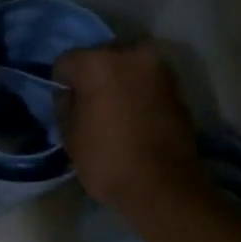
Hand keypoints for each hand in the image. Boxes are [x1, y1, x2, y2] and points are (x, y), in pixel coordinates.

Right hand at [52, 43, 200, 213]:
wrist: (164, 185)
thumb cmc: (108, 160)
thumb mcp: (71, 137)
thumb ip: (66, 106)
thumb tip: (71, 95)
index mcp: (98, 63)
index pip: (67, 61)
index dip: (62, 81)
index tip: (65, 101)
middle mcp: (131, 56)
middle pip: (103, 58)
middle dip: (95, 76)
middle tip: (91, 104)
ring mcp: (160, 71)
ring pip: (130, 69)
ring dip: (121, 83)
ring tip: (116, 112)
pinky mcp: (178, 90)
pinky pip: (149, 85)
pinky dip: (141, 95)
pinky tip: (137, 119)